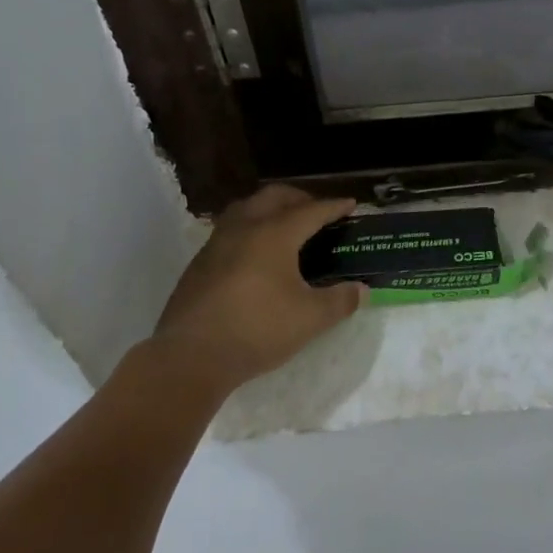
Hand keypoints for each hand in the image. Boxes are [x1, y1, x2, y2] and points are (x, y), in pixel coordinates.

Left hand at [148, 185, 366, 392]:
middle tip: (317, 212)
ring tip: (284, 225)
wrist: (191, 356)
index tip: (350, 204)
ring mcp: (216, 243)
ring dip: (269, 208)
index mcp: (274, 234)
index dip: (333, 207)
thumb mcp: (310, 319)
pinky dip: (249, 228)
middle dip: (300, 198)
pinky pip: (229, 230)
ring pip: (246, 208)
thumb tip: (360, 290)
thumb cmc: (257, 330)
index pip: (311, 211)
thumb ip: (339, 301)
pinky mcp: (199, 263)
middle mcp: (244, 228)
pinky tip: (255, 254)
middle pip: (274, 197)